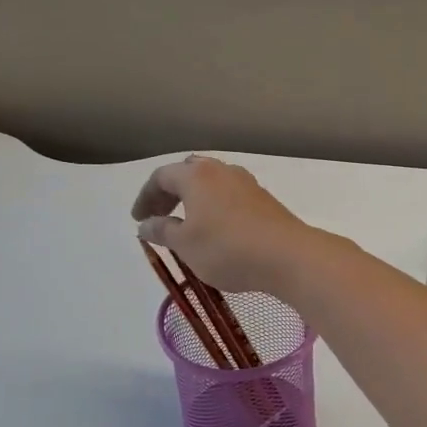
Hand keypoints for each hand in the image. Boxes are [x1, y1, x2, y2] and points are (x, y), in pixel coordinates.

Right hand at [131, 156, 323, 293]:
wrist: (287, 256)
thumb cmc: (227, 249)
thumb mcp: (185, 245)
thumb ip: (162, 231)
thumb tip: (146, 225)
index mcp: (196, 175)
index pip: (161, 177)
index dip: (145, 197)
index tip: (139, 220)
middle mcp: (221, 170)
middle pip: (188, 173)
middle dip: (169, 193)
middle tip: (159, 216)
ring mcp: (246, 183)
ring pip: (211, 183)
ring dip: (193, 199)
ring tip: (186, 225)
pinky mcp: (263, 199)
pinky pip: (229, 195)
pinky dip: (213, 206)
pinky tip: (216, 230)